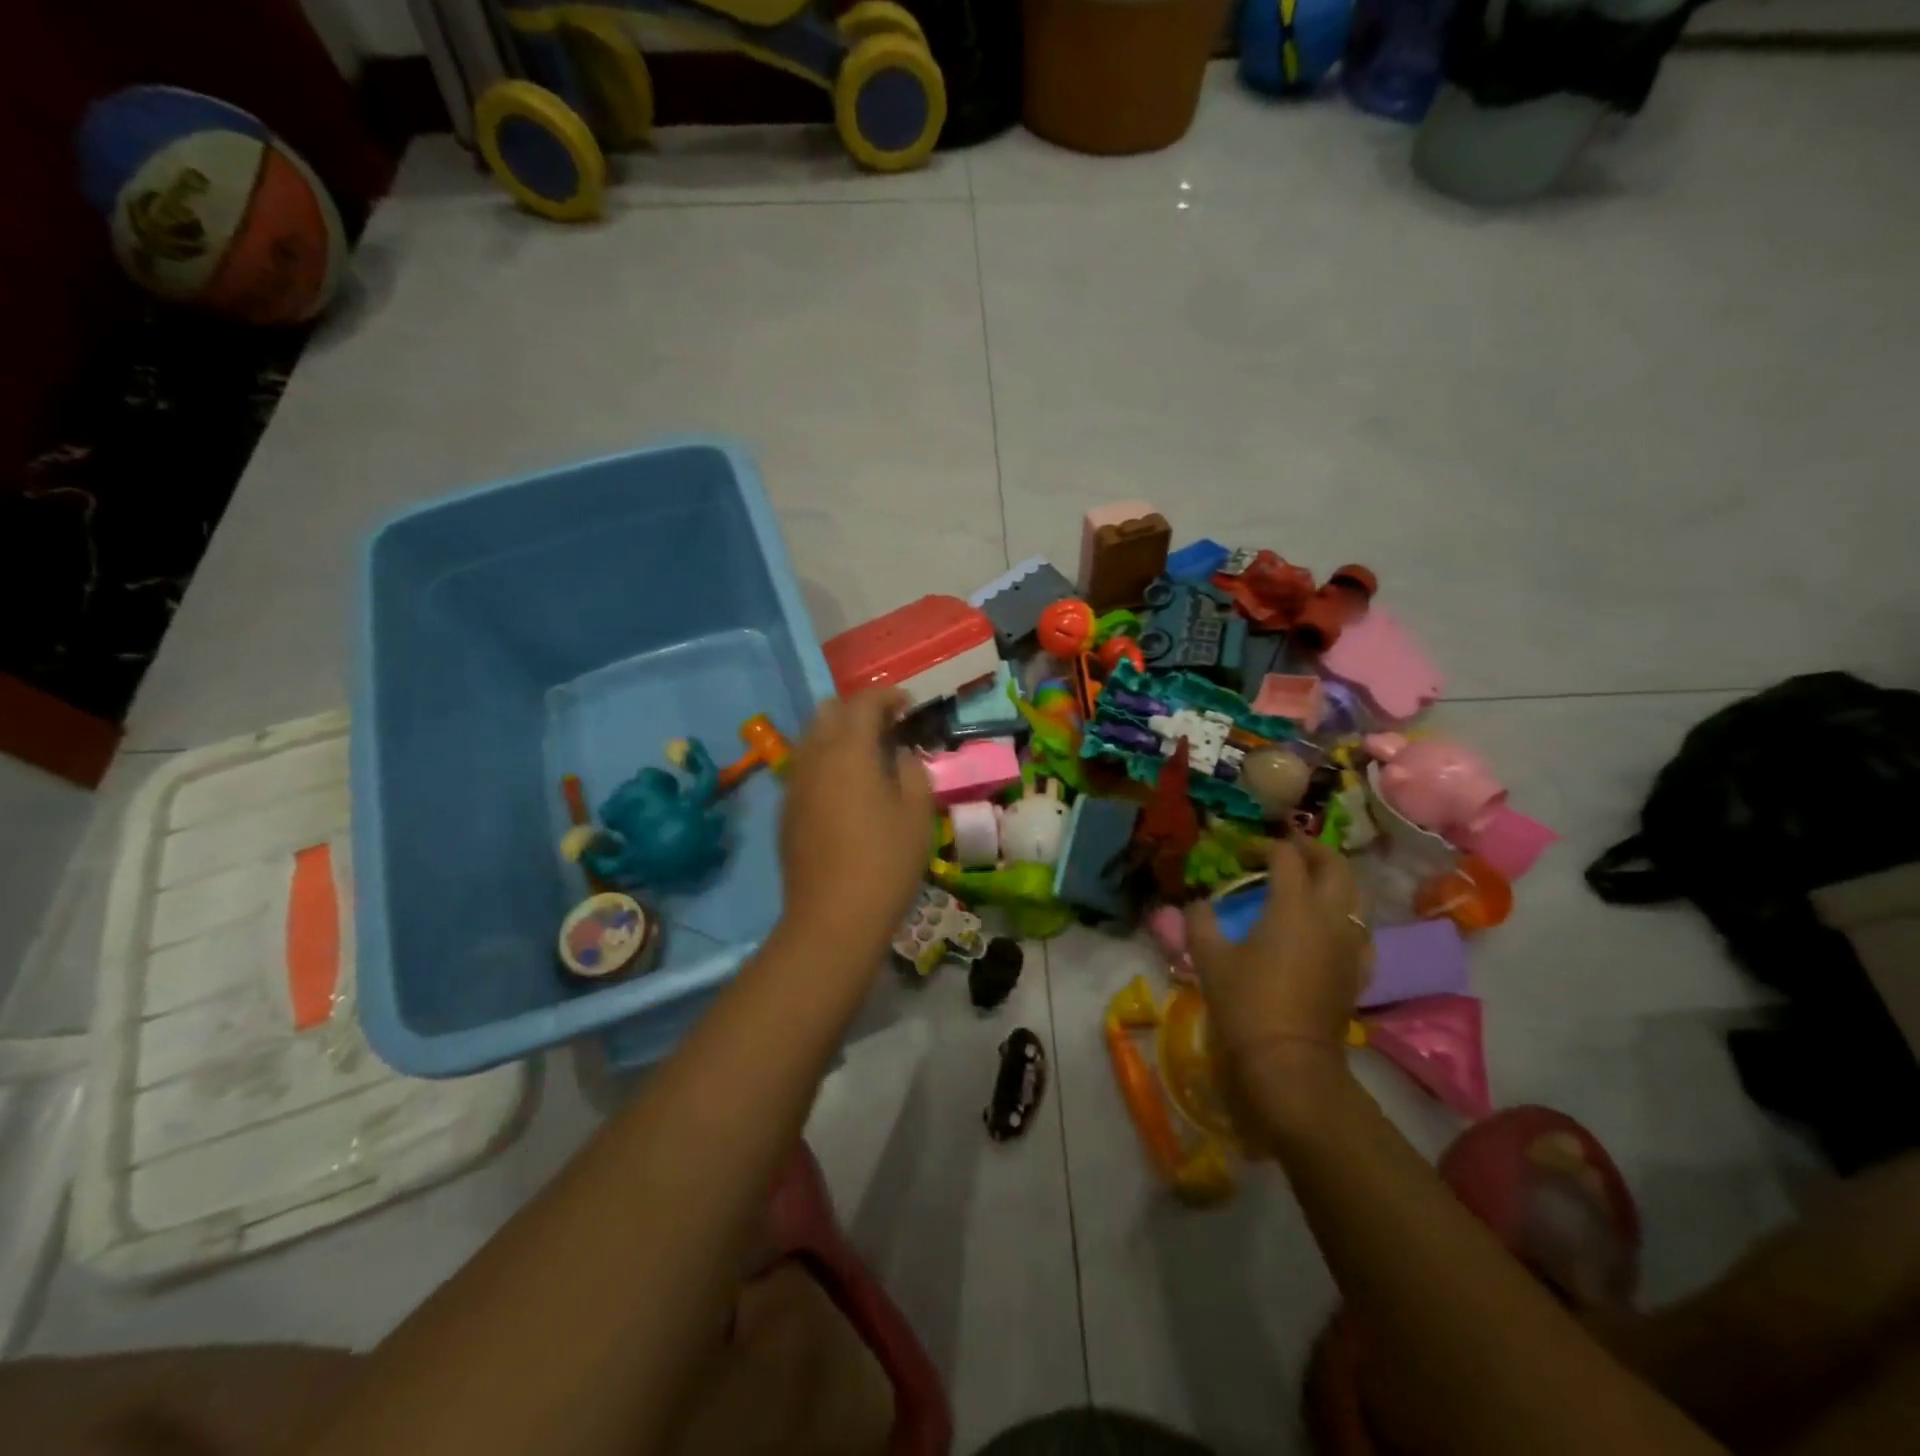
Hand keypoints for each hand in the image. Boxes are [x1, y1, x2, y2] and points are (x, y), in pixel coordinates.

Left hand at [776, 688, 934, 960]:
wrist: (832, 918)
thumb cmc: (885, 862)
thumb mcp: (917, 813)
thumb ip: (911, 771)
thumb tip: (899, 754)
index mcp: (849, 750)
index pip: (864, 702)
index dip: (888, 696)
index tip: (908, 704)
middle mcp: (814, 757)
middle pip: (828, 711)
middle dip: (858, 709)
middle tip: (887, 727)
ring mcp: (795, 783)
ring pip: (811, 738)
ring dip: (838, 734)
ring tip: (868, 755)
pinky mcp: (786, 810)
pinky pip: (805, 767)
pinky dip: (825, 761)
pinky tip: (846, 788)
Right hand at [1185, 835, 1371, 1115]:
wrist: (1289, 1061)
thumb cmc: (1246, 1003)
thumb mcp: (1209, 957)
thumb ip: (1200, 921)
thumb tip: (1198, 904)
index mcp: (1293, 906)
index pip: (1286, 856)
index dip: (1263, 846)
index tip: (1241, 853)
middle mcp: (1329, 916)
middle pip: (1335, 865)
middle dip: (1311, 850)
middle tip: (1286, 851)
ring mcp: (1350, 943)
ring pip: (1355, 894)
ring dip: (1333, 878)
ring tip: (1307, 881)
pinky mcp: (1358, 969)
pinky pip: (1359, 927)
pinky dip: (1344, 913)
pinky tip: (1326, 925)